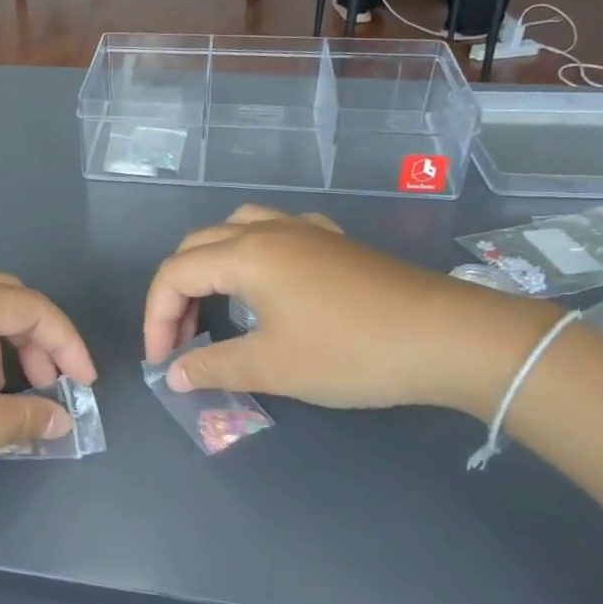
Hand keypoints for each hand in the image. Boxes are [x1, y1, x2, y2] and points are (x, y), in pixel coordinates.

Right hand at [143, 206, 553, 413]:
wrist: (446, 337)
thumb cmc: (350, 352)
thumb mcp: (274, 367)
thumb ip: (215, 367)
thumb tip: (175, 375)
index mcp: (245, 254)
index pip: (175, 274)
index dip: (156, 317)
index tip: (163, 361)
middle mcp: (268, 230)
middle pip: (199, 246)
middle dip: (178, 291)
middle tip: (182, 338)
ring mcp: (305, 229)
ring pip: (236, 228)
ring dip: (212, 263)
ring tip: (215, 302)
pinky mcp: (335, 240)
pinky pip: (277, 231)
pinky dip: (254, 252)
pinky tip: (270, 280)